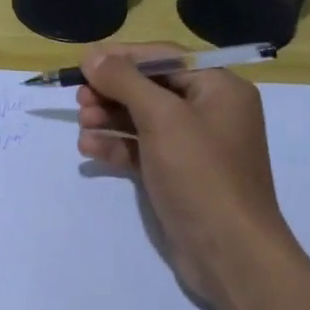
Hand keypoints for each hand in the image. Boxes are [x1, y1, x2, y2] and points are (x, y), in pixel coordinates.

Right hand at [76, 43, 298, 300]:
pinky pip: (142, 149)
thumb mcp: (162, 118)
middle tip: (80, 98)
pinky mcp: (178, 175)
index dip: (122, 57)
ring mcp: (194, 146)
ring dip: (109, 118)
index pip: (164, 57)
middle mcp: (209, 111)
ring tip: (83, 124)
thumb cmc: (201, 173)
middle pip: (151, 87)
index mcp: (219, 88)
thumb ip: (124, 81)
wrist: (229, 254)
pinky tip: (90, 149)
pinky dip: (117, 146)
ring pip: (143, 119)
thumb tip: (92, 56)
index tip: (85, 63)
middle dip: (113, 91)